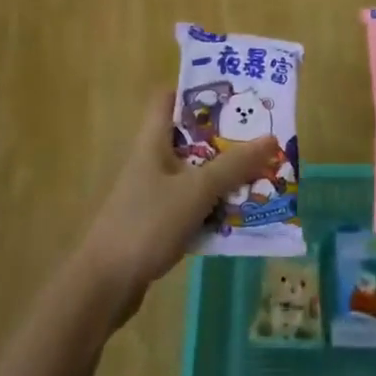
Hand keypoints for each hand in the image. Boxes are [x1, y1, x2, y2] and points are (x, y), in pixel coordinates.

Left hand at [75, 91, 278, 327]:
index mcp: (153, 141)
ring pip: (194, 173)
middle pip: (190, 137)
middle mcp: (152, 161)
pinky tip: (239, 213)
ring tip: (261, 173)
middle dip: (224, 137)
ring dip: (223, 174)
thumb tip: (271, 137)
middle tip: (260, 135)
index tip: (231, 93)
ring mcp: (153, 193)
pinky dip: (213, 205)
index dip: (196, 90)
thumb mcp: (196, 190)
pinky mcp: (157, 222)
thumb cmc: (147, 224)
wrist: (104, 285)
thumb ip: (233, 165)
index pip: (168, 98)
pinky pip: (192, 204)